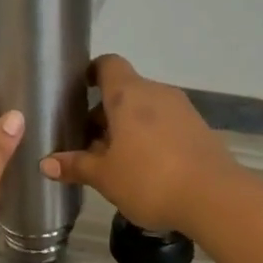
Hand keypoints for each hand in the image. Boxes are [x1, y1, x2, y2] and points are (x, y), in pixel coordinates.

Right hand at [40, 54, 240, 235]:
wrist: (216, 198)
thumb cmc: (149, 178)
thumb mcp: (105, 176)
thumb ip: (76, 166)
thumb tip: (46, 163)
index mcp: (128, 94)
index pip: (108, 64)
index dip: (92, 73)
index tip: (79, 91)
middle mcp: (156, 93)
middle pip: (125, 91)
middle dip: (105, 114)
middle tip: (88, 143)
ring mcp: (182, 110)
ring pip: (146, 110)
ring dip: (128, 128)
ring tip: (115, 161)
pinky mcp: (200, 131)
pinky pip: (166, 126)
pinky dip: (151, 139)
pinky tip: (145, 170)